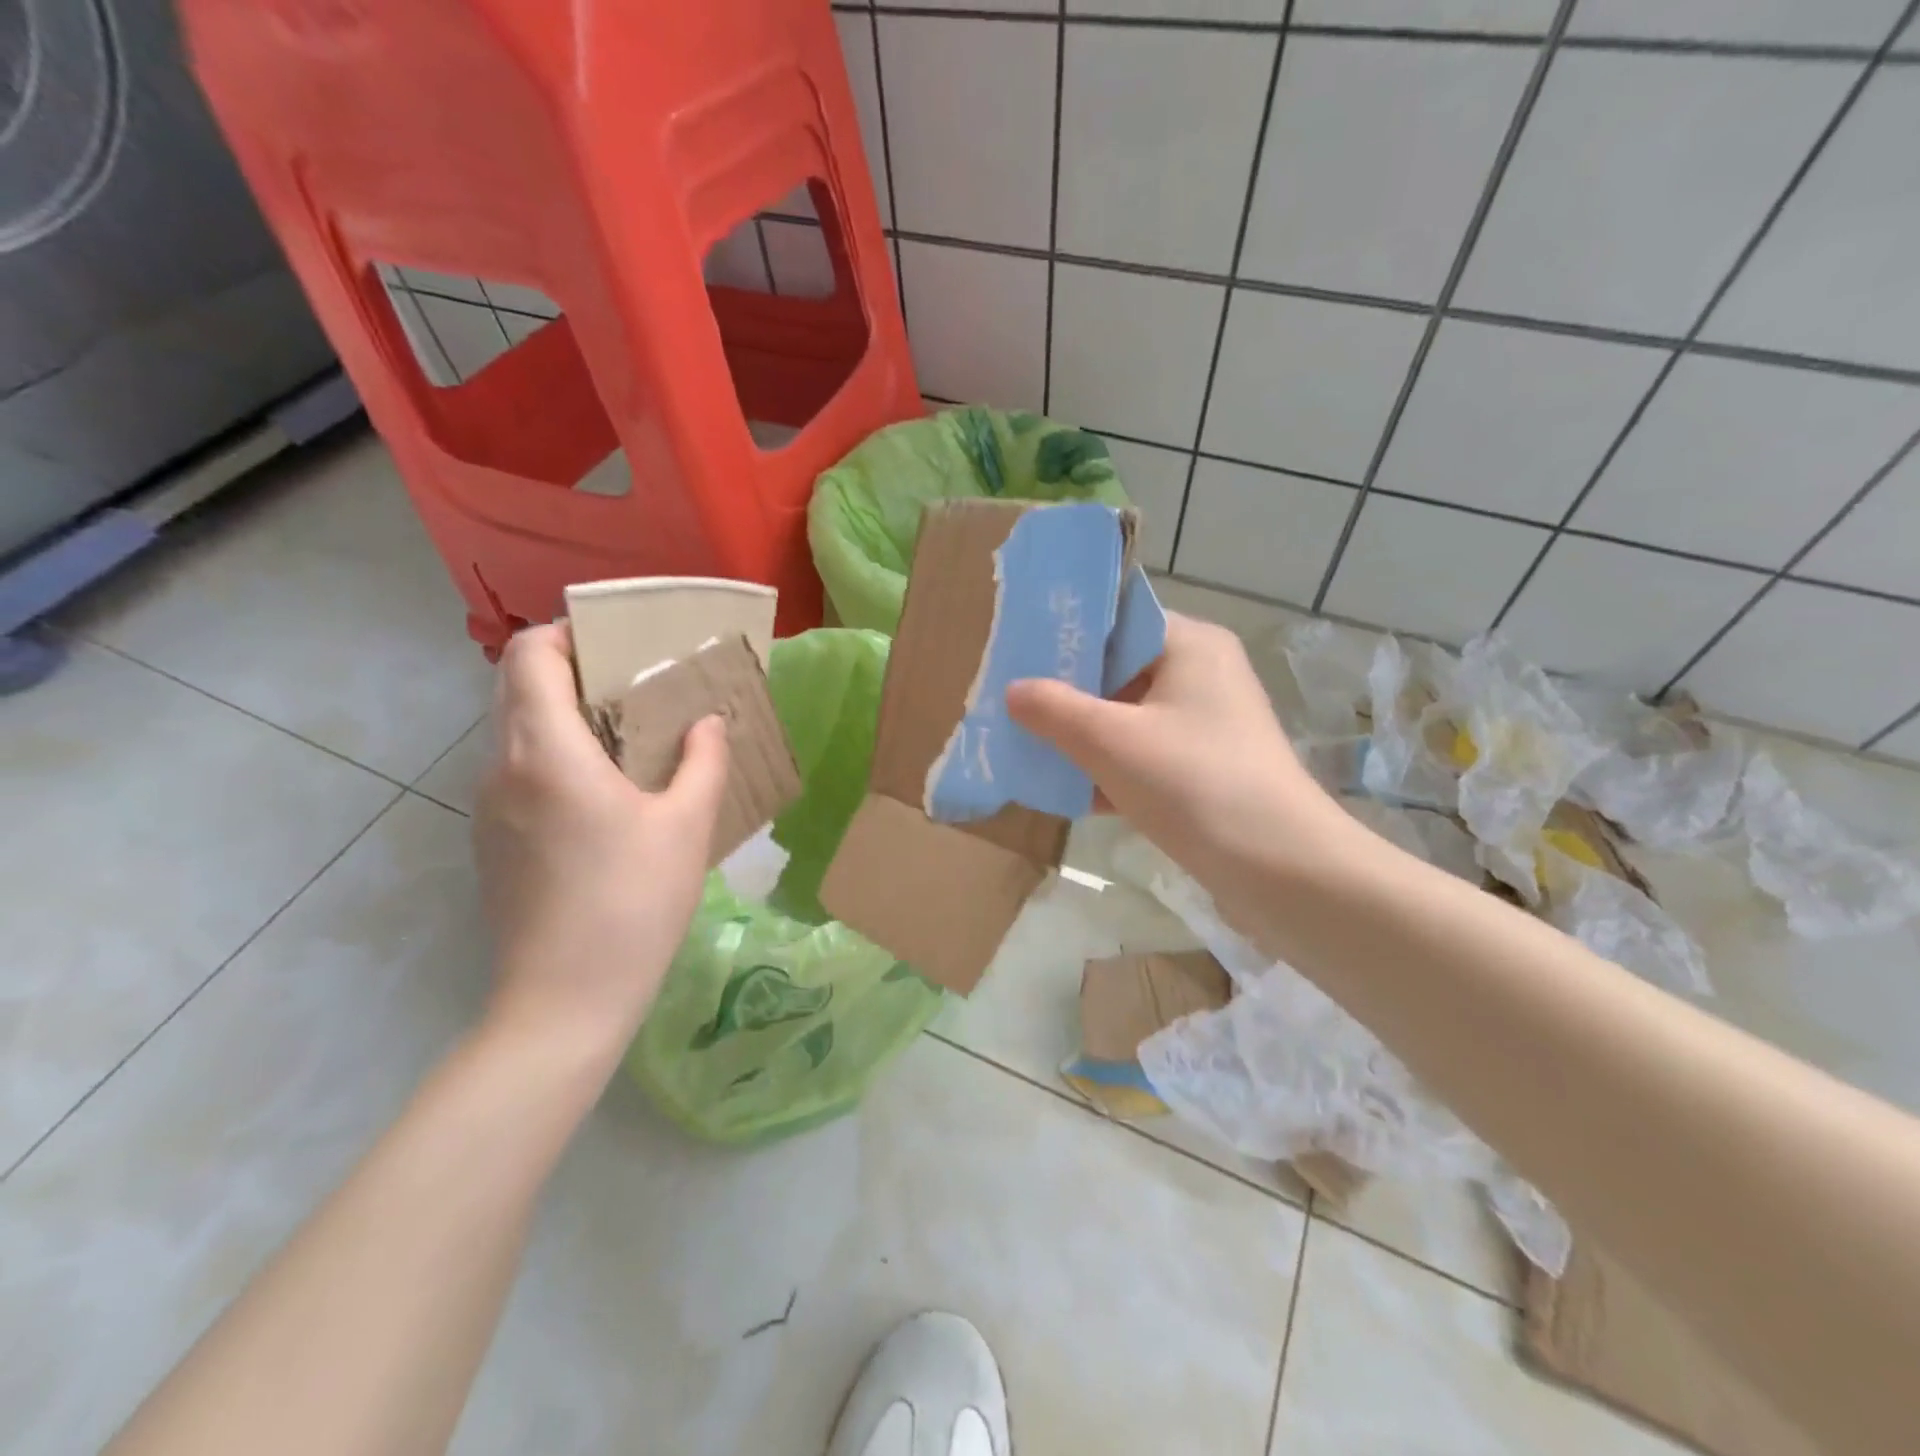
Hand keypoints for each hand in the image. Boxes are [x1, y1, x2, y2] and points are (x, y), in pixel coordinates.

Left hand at [473, 624, 727, 1067]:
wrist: (563, 1002)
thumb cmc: (633, 903)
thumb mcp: (687, 827)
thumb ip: (703, 762)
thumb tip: (708, 724)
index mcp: (547, 752)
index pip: (528, 656)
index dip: (565, 634)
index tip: (616, 644)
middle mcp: (502, 769)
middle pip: (516, 688)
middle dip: (571, 673)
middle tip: (634, 689)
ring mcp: (487, 809)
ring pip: (514, 733)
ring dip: (563, 718)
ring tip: (626, 742)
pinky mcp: (491, 843)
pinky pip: (517, 774)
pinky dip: (553, 759)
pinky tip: (603, 799)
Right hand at [1006, 613, 1344, 884]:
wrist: (1279, 868)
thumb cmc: (1192, 782)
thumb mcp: (1110, 741)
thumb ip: (1054, 710)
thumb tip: (1013, 691)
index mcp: (1189, 645)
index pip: (1119, 620)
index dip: (1068, 635)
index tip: (1019, 655)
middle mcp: (1202, 675)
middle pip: (1120, 670)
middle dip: (1067, 694)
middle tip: (1014, 706)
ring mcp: (1206, 725)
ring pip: (1129, 717)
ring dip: (1083, 736)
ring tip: (1029, 748)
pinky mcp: (1205, 768)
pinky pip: (1144, 754)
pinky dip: (1110, 769)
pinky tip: (1066, 791)